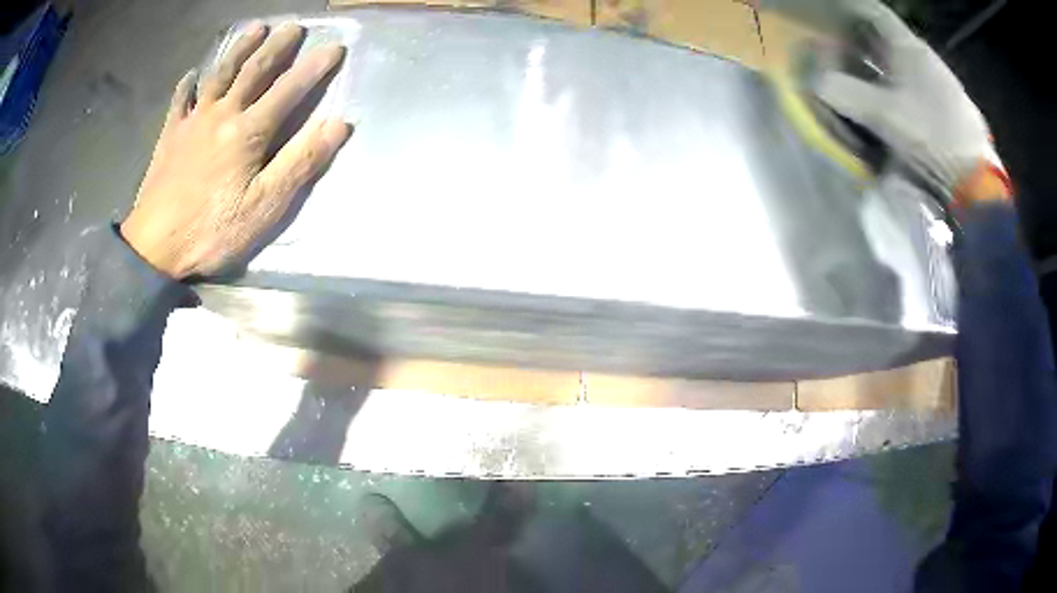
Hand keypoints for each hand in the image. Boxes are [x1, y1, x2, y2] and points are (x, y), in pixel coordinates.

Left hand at [120, 23, 350, 279]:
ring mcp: (192, 122)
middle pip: (253, 70)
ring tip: (255, 29)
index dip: (314, 68)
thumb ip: (300, 163)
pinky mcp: (170, 136)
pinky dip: (187, 84)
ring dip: (239, 49)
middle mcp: (222, 115)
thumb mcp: (264, 207)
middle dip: (277, 46)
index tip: (336, 47)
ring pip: (219, 74)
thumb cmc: (211, 231)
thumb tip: (338, 125)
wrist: (153, 247)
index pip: (289, 90)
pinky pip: (179, 101)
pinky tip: (192, 74)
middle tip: (293, 27)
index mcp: (248, 132)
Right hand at [813, 1, 1005, 199]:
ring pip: (901, 60)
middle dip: (860, 36)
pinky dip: (896, 82)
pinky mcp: (947, 105)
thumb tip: (815, 81)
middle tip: (838, 43)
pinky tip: (890, 98)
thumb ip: (845, 93)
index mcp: (910, 48)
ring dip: (878, 60)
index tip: (830, 12)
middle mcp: (924, 57)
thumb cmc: (932, 136)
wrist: (976, 178)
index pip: (874, 12)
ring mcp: (939, 81)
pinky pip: (913, 81)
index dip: (850, 8)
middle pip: (886, 36)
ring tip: (860, 71)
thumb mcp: (884, 115)